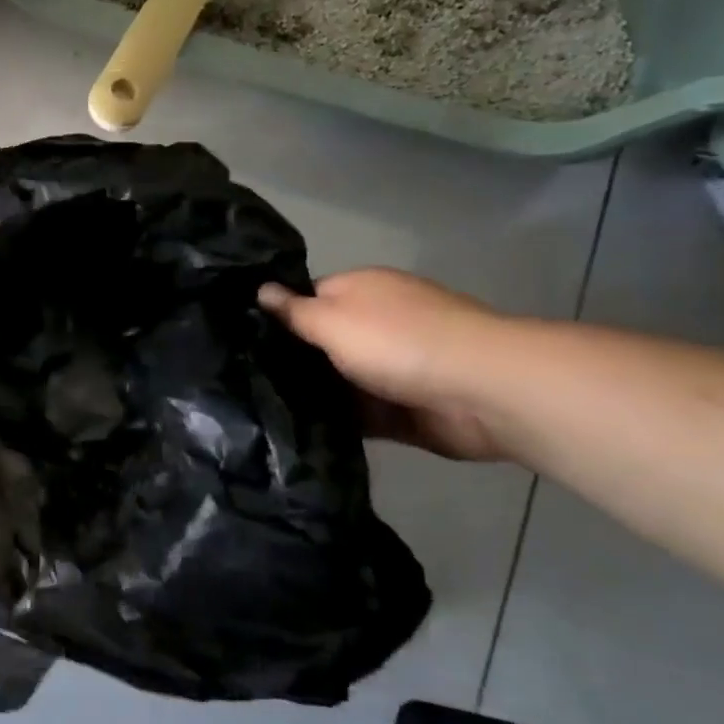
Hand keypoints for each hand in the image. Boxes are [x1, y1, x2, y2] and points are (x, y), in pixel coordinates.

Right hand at [260, 269, 509, 460]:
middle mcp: (377, 323)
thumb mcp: (333, 320)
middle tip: (244, 380)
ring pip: (339, 381)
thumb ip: (294, 310)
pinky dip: (338, 423)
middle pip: (323, 341)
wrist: (480, 391)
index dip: (278, 315)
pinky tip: (297, 434)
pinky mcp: (403, 409)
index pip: (308, 297)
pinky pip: (360, 415)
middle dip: (292, 360)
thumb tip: (260, 288)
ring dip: (313, 395)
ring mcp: (393, 368)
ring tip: (260, 411)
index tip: (243, 338)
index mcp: (362, 290)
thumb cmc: (397, 341)